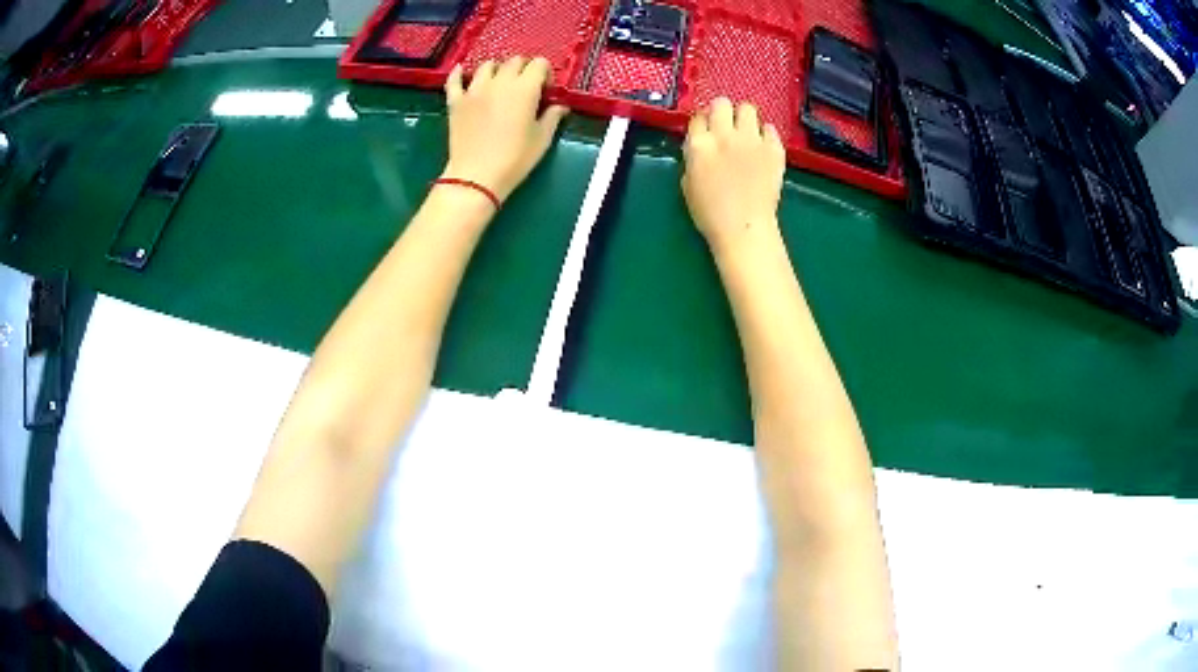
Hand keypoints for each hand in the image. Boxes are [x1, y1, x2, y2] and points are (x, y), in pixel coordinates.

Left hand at [442, 56, 569, 202]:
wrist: (476, 176)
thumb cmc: (515, 159)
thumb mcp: (542, 139)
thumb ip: (552, 117)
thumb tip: (560, 106)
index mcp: (524, 88)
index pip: (539, 64)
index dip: (545, 72)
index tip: (545, 89)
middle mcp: (499, 82)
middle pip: (514, 61)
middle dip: (523, 69)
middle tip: (526, 86)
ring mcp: (474, 90)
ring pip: (487, 65)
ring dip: (497, 69)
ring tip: (499, 82)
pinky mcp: (456, 101)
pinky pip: (454, 80)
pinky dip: (459, 73)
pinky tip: (461, 71)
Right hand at [681, 98, 785, 253]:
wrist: (745, 228)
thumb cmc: (710, 214)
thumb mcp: (688, 184)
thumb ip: (693, 158)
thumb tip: (699, 146)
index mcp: (700, 145)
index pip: (697, 117)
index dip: (701, 123)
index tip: (705, 130)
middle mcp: (725, 135)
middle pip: (721, 103)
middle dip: (721, 111)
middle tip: (724, 125)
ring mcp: (752, 140)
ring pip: (747, 108)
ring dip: (744, 118)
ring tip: (745, 132)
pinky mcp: (774, 149)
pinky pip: (770, 128)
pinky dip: (765, 134)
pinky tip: (762, 146)